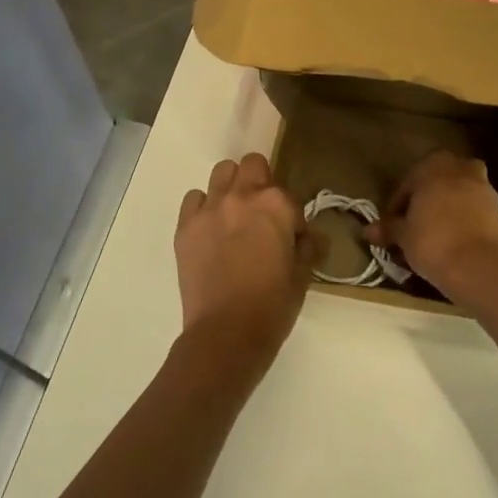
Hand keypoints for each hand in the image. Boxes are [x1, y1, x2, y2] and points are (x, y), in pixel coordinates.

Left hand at [174, 154, 319, 379]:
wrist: (226, 333)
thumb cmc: (273, 304)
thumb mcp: (303, 275)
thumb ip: (309, 247)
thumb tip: (311, 237)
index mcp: (276, 204)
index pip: (289, 195)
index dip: (292, 217)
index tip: (292, 239)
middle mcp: (241, 196)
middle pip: (252, 165)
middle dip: (261, 182)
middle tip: (263, 214)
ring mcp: (209, 209)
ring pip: (221, 173)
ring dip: (232, 187)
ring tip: (235, 216)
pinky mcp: (185, 227)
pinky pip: (194, 199)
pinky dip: (204, 207)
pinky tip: (211, 230)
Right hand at [368, 151, 497, 308]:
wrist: (480, 267)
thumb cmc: (433, 243)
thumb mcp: (403, 237)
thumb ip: (388, 228)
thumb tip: (368, 230)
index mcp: (433, 167)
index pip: (409, 181)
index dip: (398, 202)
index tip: (392, 222)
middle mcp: (461, 169)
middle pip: (438, 179)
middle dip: (427, 195)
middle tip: (415, 220)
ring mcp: (483, 187)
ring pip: (460, 190)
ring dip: (448, 203)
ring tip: (436, 228)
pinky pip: (475, 206)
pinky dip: (465, 216)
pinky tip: (456, 236)